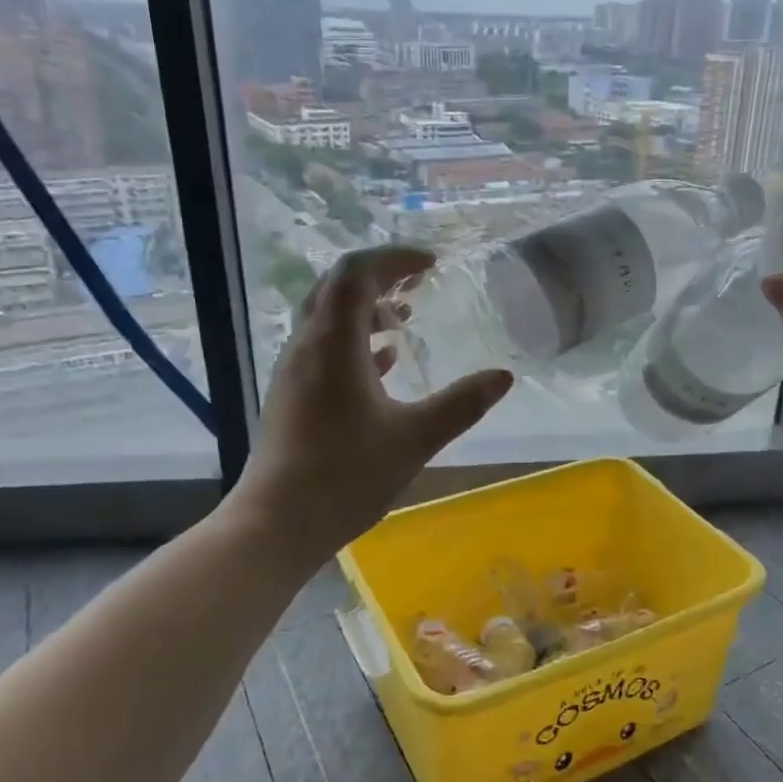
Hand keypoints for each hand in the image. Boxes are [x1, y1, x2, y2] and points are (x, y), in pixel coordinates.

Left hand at [234, 244, 513, 558]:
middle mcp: (307, 346)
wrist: (278, 523)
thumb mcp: (414, 438)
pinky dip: (355, 341)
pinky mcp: (292, 395)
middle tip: (419, 283)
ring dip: (366, 310)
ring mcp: (294, 371)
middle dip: (380, 277)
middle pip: (337, 287)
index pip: (356, 272)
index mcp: (333, 344)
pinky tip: (383, 362)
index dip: (394, 258)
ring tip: (405, 319)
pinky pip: (323, 348)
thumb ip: (461, 404)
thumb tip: (503, 376)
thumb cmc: (346, 475)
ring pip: (328, 318)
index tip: (431, 265)